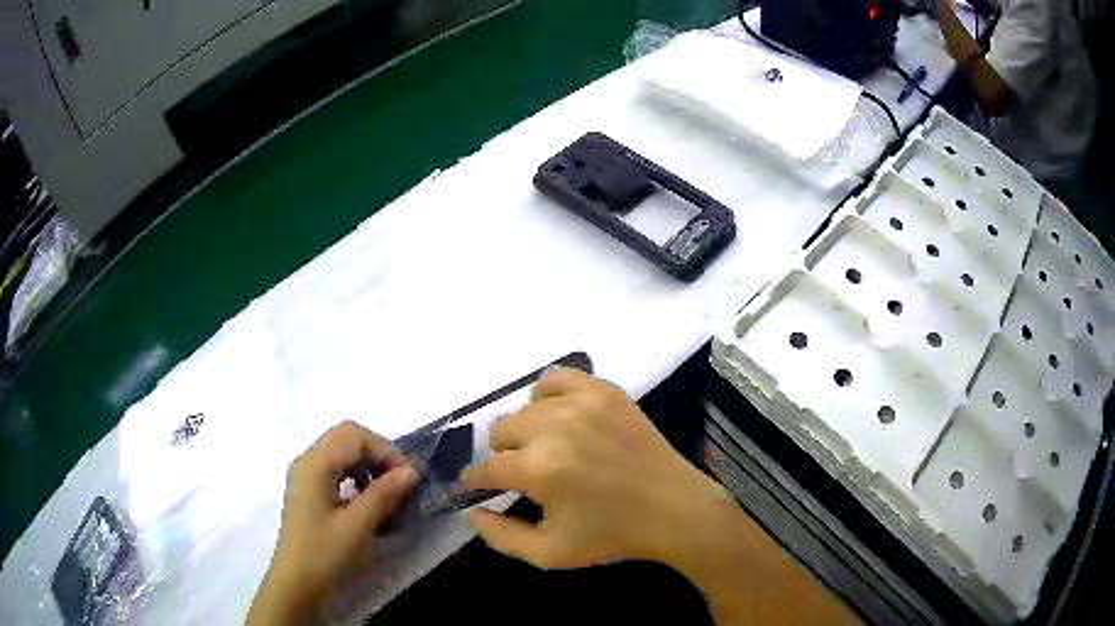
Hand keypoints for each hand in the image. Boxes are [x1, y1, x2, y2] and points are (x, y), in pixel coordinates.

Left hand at [248, 421, 418, 624]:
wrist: (295, 584)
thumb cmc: (324, 553)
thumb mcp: (357, 525)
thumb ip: (384, 494)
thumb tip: (411, 471)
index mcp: (315, 464)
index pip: (355, 435)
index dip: (386, 450)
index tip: (409, 479)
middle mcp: (308, 462)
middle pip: (348, 440)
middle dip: (379, 457)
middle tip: (401, 484)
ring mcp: (306, 477)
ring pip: (343, 455)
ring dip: (369, 469)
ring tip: (388, 497)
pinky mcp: (310, 493)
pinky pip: (337, 472)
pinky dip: (358, 481)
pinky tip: (369, 506)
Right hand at [460, 367, 733, 569]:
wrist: (674, 509)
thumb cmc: (612, 536)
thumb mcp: (549, 554)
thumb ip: (499, 536)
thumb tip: (471, 511)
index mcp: (539, 470)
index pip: (485, 468)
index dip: (475, 481)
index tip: (476, 488)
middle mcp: (555, 428)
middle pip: (499, 431)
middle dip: (502, 457)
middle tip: (523, 475)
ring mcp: (582, 403)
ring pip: (523, 407)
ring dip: (524, 431)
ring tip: (544, 449)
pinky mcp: (604, 391)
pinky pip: (555, 378)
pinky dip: (547, 396)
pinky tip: (558, 417)